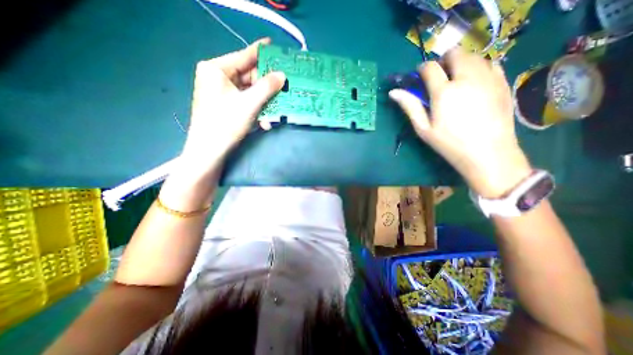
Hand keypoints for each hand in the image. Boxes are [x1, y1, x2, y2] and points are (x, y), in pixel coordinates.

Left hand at [180, 37, 285, 176]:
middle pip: (249, 77)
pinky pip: (246, 102)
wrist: (210, 151)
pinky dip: (257, 110)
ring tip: (276, 111)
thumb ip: (267, 87)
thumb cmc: (225, 123)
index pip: (243, 56)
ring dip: (264, 103)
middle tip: (284, 87)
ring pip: (250, 92)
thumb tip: (282, 75)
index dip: (261, 52)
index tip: (276, 46)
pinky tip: (265, 122)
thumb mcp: (249, 103)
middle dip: (267, 87)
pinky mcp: (227, 105)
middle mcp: (218, 77)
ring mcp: (222, 92)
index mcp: (216, 69)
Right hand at [392, 48, 529, 197]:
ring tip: (456, 79)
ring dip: (461, 62)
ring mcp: (488, 78)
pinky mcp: (503, 82)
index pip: (430, 68)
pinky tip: (474, 82)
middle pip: (455, 53)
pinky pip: (491, 62)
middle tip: (439, 76)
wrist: (487, 152)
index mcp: (444, 92)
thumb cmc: (449, 143)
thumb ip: (410, 107)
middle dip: (444, 61)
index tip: (420, 76)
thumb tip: (394, 92)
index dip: (422, 69)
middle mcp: (466, 78)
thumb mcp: (423, 128)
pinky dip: (479, 66)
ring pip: (474, 55)